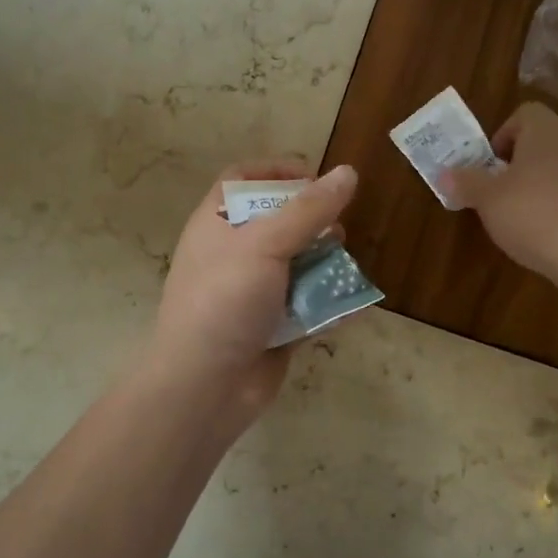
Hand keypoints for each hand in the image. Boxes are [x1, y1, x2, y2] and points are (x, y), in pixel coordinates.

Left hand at [141, 160, 359, 434]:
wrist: (204, 386)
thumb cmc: (225, 300)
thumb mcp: (265, 244)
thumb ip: (308, 210)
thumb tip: (348, 172)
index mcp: (216, 224)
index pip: (242, 179)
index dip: (276, 171)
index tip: (314, 177)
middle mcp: (233, 254)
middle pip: (278, 221)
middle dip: (313, 222)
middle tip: (337, 229)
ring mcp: (253, 292)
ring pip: (297, 264)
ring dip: (326, 263)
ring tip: (345, 267)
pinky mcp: (273, 327)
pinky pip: (307, 305)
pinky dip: (329, 303)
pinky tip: (353, 304)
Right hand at [441, 103, 557, 281]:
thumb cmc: (534, 215)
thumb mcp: (488, 200)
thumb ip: (466, 182)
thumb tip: (445, 173)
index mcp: (546, 130)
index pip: (524, 114)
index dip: (503, 135)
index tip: (490, 165)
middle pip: (544, 140)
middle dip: (520, 162)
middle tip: (500, 192)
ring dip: (543, 184)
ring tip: (524, 217)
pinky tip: (551, 233)